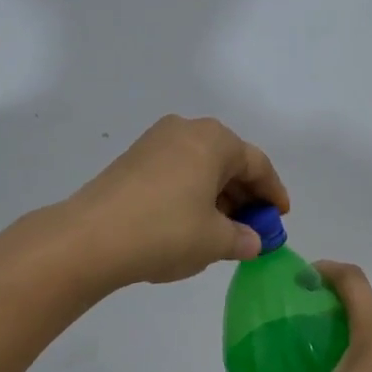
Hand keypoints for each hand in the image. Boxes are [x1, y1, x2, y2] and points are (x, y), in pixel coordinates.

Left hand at [64, 116, 289, 286]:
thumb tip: (251, 240)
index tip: (281, 217)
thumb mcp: (215, 241)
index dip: (273, 193)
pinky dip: (191, 195)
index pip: (257, 164)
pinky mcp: (132, 160)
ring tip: (224, 231)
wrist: (90, 238)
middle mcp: (185, 130)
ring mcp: (154, 143)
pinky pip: (176, 173)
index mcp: (213, 140)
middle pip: (228, 162)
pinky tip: (191, 224)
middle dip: (244, 196)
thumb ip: (243, 238)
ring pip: (200, 167)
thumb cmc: (166, 232)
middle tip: (254, 228)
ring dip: (217, 197)